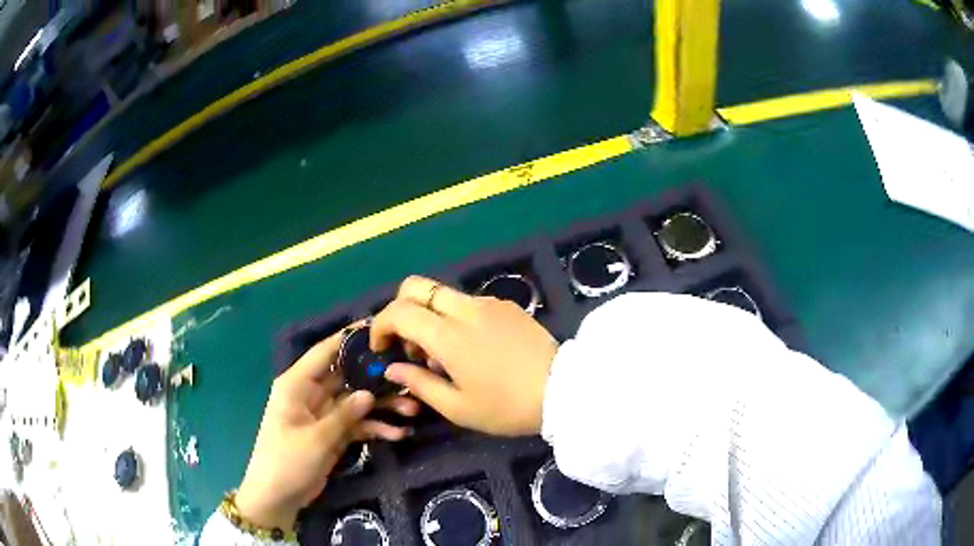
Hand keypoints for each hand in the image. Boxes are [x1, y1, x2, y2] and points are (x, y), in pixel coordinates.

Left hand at [236, 331, 419, 529]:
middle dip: (376, 379)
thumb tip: (370, 393)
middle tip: (408, 375)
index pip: (325, 353)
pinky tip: (398, 433)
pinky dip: (376, 428)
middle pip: (348, 377)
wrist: (278, 497)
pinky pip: (358, 424)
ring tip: (412, 410)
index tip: (379, 328)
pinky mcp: (333, 434)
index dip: (349, 339)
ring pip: (357, 402)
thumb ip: (344, 415)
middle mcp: (311, 394)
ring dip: (383, 407)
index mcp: (297, 385)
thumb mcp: (316, 438)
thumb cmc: (287, 461)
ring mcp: (324, 415)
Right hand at [371, 276, 558, 435]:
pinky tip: (470, 348)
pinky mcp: (507, 306)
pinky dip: (453, 317)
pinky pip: (468, 302)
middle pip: (416, 286)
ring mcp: (489, 303)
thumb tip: (392, 369)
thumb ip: (419, 383)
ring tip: (442, 355)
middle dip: (400, 309)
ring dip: (429, 316)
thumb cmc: (506, 407)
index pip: (399, 311)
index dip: (381, 326)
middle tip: (408, 345)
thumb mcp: (458, 407)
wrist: (564, 392)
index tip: (381, 349)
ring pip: (442, 294)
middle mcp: (466, 309)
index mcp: (449, 336)